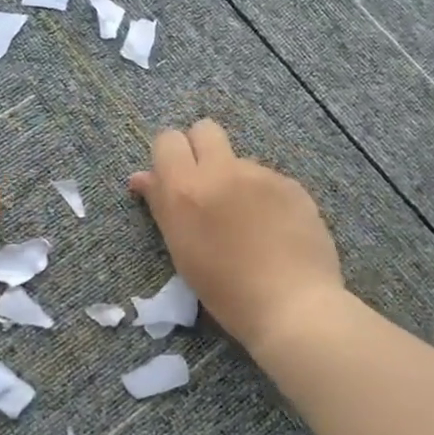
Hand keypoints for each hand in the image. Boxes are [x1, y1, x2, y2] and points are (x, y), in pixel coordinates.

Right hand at [129, 119, 342, 350]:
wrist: (291, 305)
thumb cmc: (225, 290)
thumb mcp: (182, 250)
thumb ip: (162, 205)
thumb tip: (141, 178)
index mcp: (186, 189)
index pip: (167, 140)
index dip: (169, 157)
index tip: (174, 180)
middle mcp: (222, 171)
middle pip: (205, 130)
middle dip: (201, 149)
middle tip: (206, 186)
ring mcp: (261, 175)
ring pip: (239, 160)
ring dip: (235, 179)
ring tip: (248, 223)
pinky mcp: (292, 185)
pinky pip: (268, 179)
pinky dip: (265, 197)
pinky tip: (274, 229)